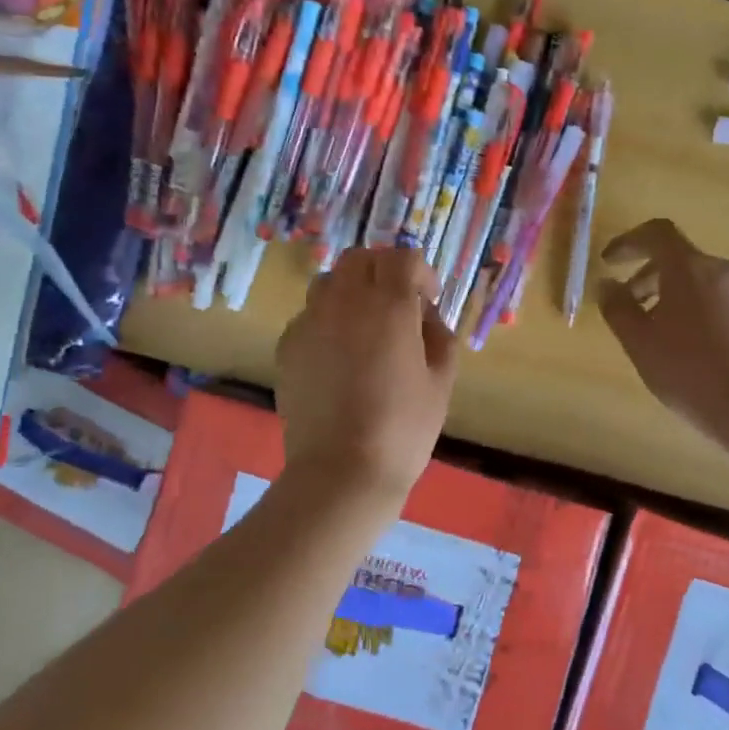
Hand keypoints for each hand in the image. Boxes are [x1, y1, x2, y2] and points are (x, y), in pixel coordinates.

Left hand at [275, 247, 457, 503]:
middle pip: (360, 259)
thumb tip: (425, 318)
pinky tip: (338, 358)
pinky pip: (310, 316)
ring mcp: (310, 321)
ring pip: (329, 282)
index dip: (420, 273)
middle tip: (397, 304)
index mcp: (388, 305)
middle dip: (382, 271)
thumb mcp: (441, 381)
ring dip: (351, 291)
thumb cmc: (403, 428)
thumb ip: (439, 336)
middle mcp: (345, 301)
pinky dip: (327, 321)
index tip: (428, 300)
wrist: (342, 471)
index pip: (402, 258)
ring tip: (364, 326)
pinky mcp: (288, 346)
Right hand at [597, 218, 728, 440]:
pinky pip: (714, 297)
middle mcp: (719, 269)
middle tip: (626, 303)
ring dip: (668, 292)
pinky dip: (691, 306)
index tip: (609, 262)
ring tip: (652, 329)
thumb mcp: (639, 341)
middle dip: (645, 274)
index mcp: (688, 267)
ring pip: (696, 278)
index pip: (657, 233)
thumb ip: (617, 307)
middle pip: (677, 257)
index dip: (628, 242)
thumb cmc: (688, 369)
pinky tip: (683, 343)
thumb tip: (606, 284)